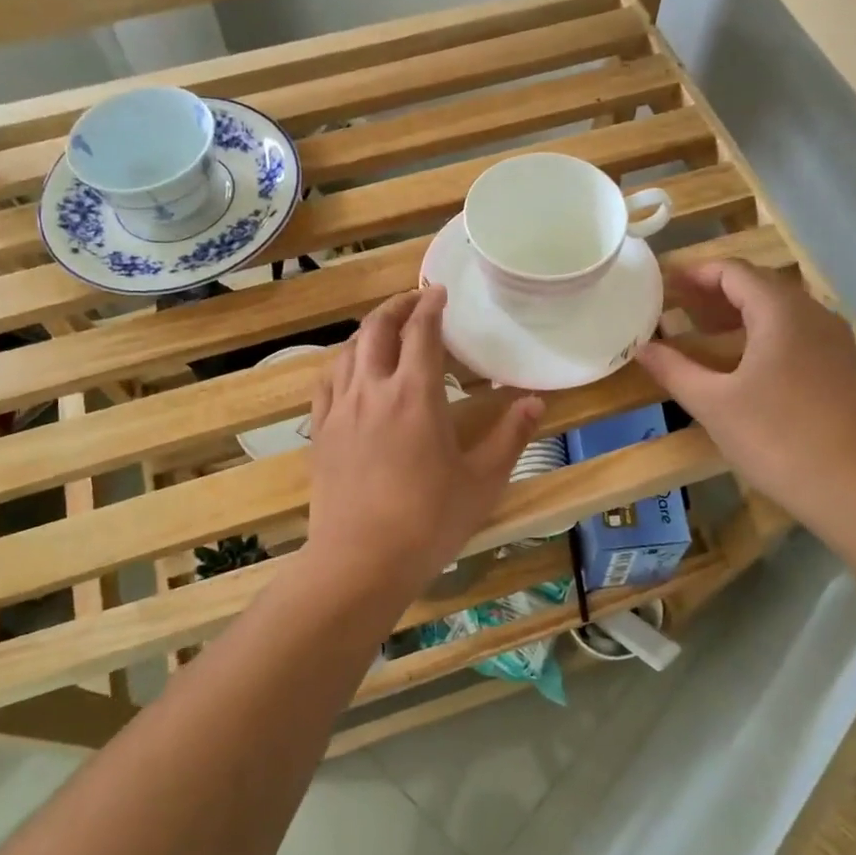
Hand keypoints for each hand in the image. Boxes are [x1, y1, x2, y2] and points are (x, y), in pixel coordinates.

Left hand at [302, 288, 543, 606]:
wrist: (360, 561)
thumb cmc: (428, 522)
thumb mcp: (482, 482)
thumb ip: (510, 437)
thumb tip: (535, 401)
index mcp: (415, 395)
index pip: (421, 331)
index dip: (430, 305)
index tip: (439, 293)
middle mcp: (373, 390)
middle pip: (377, 329)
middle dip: (396, 306)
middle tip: (414, 300)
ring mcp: (341, 410)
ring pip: (348, 351)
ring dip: (368, 331)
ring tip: (385, 330)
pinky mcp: (320, 432)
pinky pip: (326, 382)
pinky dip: (341, 363)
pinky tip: (349, 370)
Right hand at [636, 261, 855, 531]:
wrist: (855, 487)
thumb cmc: (776, 438)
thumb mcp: (713, 404)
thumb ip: (675, 370)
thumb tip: (642, 348)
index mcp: (781, 311)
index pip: (734, 272)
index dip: (696, 274)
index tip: (663, 285)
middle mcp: (812, 313)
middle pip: (758, 286)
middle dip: (714, 293)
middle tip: (676, 308)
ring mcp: (832, 340)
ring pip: (779, 310)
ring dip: (738, 314)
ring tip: (701, 333)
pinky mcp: (841, 366)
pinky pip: (795, 332)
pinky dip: (761, 333)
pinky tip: (741, 362)